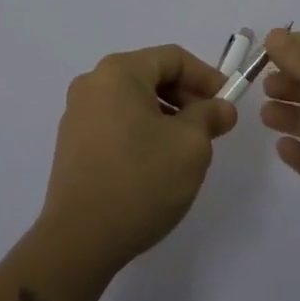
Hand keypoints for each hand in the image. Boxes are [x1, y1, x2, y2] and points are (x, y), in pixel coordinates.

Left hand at [37, 45, 237, 277]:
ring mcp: (77, 114)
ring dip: (165, 116)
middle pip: (151, 76)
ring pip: (133, 101)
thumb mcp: (190, 146)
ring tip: (185, 149)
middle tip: (211, 128)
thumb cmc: (140, 181)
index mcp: (119, 71)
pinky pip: (116, 123)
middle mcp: (93, 83)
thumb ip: (209, 117)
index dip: (206, 77)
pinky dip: (141, 132)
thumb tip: (221, 108)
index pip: (173, 58)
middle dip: (186, 98)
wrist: (78, 242)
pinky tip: (155, 164)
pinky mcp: (72, 145)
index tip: (227, 103)